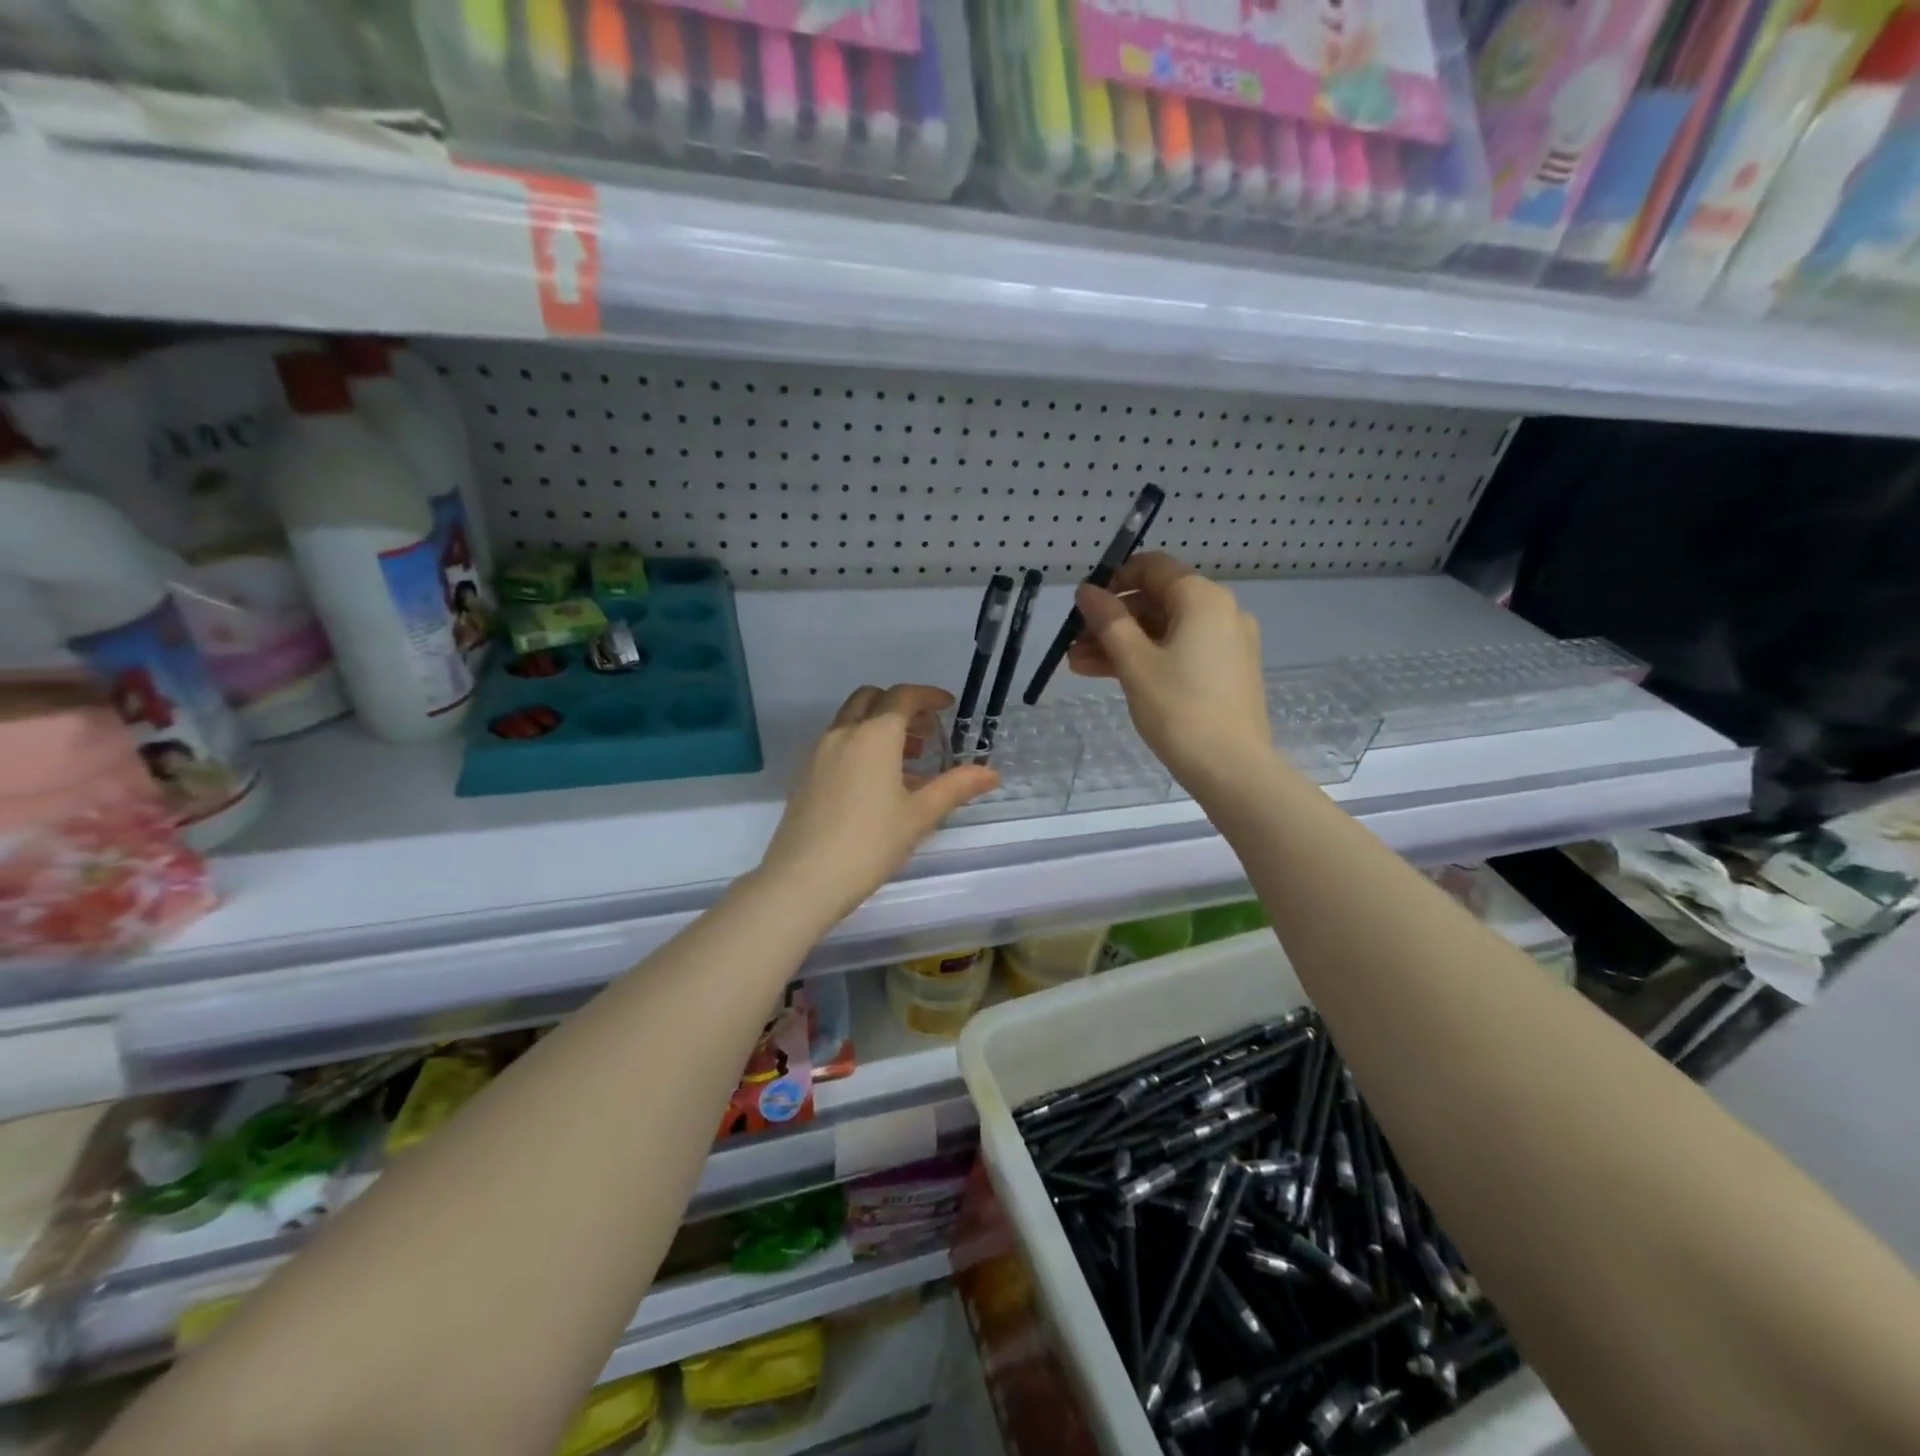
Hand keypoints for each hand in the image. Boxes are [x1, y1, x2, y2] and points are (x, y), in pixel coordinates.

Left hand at [758, 685, 998, 922]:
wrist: (803, 879)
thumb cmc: (870, 843)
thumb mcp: (920, 816)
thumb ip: (956, 787)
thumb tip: (991, 773)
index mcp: (874, 736)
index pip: (903, 697)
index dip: (928, 696)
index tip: (947, 706)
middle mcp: (843, 734)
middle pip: (872, 700)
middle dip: (901, 707)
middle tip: (926, 733)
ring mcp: (818, 753)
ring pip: (852, 721)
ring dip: (880, 727)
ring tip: (908, 762)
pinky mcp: (805, 775)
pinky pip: (838, 744)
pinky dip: (861, 746)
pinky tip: (877, 783)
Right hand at [1067, 552, 1274, 791]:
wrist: (1232, 768)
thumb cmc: (1179, 709)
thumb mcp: (1135, 663)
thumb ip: (1108, 621)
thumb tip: (1087, 591)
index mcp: (1202, 599)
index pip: (1154, 568)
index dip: (1115, 580)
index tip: (1086, 605)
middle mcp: (1221, 612)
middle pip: (1157, 601)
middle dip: (1112, 620)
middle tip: (1073, 643)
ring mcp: (1226, 644)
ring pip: (1164, 631)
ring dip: (1122, 643)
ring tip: (1078, 664)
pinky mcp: (1225, 673)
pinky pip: (1179, 652)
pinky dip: (1146, 658)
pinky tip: (1109, 675)